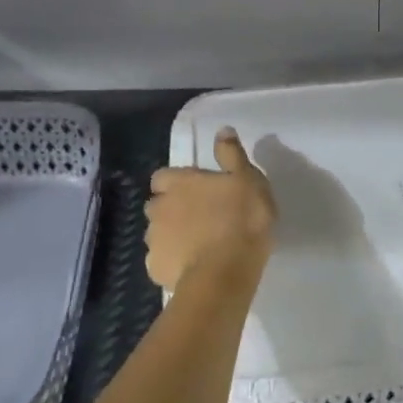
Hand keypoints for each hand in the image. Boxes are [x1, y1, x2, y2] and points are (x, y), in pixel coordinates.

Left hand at [145, 128, 276, 289]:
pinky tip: (193, 268)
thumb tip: (222, 130)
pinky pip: (162, 262)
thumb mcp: (248, 180)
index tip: (195, 191)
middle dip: (171, 210)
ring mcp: (154, 241)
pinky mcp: (156, 269)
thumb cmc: (242, 220)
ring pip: (158, 234)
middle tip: (199, 219)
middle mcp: (158, 208)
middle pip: (157, 205)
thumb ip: (232, 155)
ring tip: (198, 247)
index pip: (162, 177)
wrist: (226, 272)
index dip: (177, 183)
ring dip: (173, 236)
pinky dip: (174, 263)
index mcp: (179, 184)